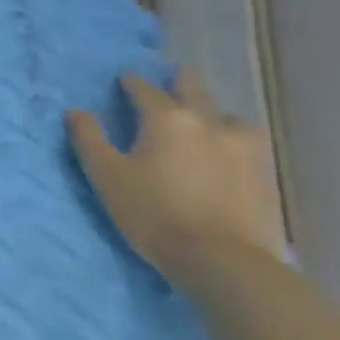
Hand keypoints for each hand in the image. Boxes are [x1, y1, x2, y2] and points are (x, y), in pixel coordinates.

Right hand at [67, 68, 286, 289]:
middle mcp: (207, 123)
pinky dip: (234, 140)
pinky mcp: (264, 175)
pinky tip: (228, 153)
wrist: (223, 261)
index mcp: (166, 119)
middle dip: (181, 80)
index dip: (131, 82)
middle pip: (194, 89)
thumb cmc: (154, 213)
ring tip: (205, 121)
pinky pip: (248, 143)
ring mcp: (242, 148)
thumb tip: (75, 111)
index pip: (145, 89)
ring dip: (213, 113)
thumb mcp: (106, 175)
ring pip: (228, 116)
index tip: (124, 80)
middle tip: (174, 78)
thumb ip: (88, 138)